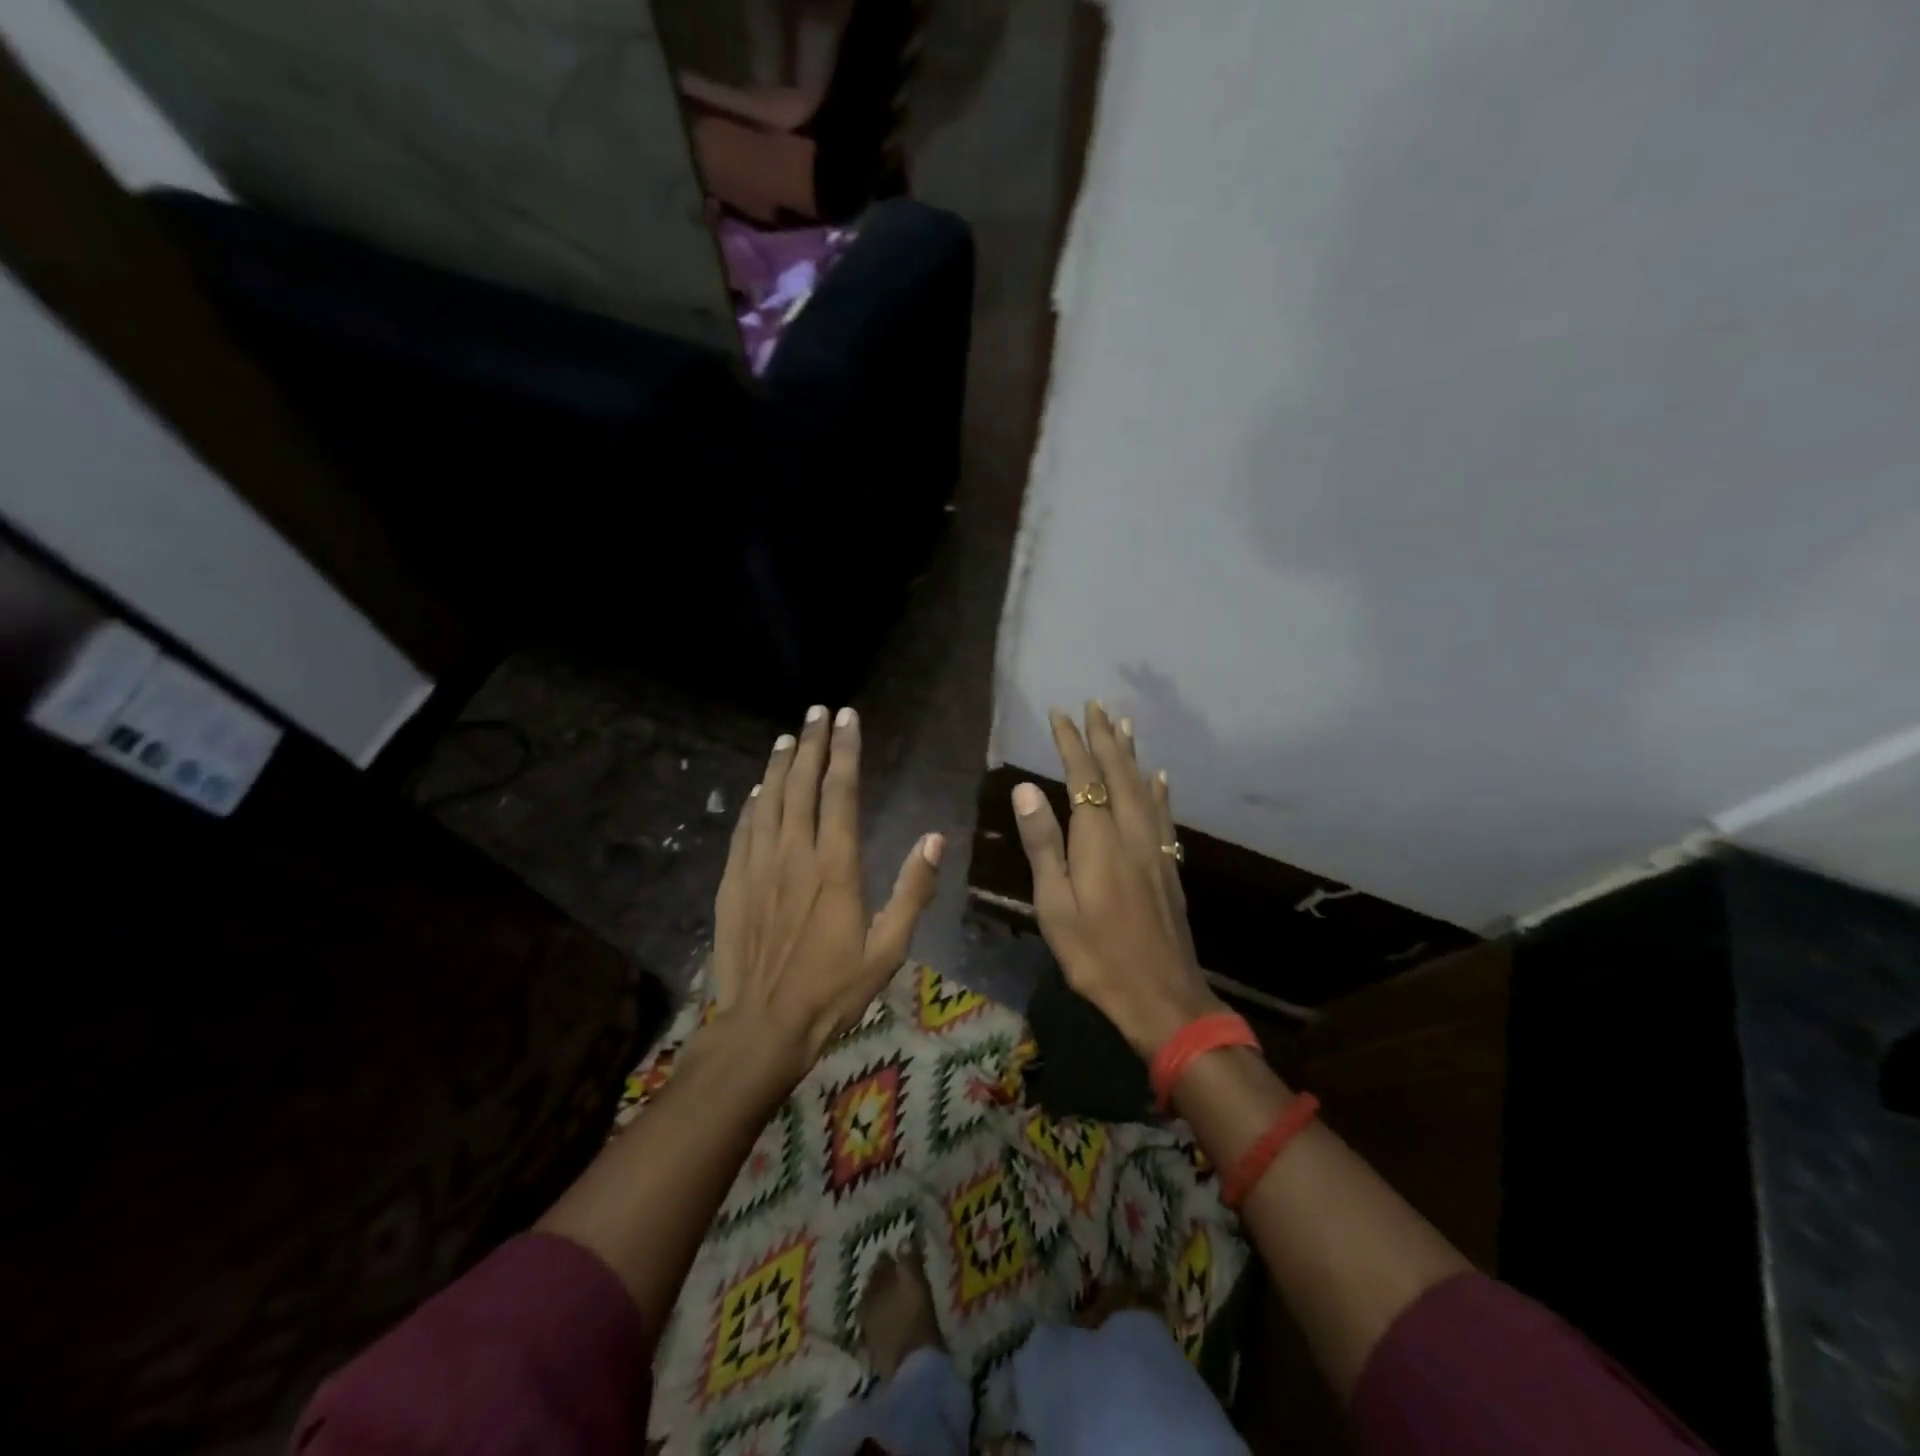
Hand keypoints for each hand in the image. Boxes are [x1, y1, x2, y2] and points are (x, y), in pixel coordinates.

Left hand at [707, 705, 942, 1083]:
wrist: (762, 1027)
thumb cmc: (832, 991)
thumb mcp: (887, 949)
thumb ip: (913, 891)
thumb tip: (935, 839)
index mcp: (836, 867)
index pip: (841, 792)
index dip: (846, 751)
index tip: (847, 717)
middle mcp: (794, 855)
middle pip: (802, 785)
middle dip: (812, 743)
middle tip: (818, 711)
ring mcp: (758, 867)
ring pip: (769, 801)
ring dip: (779, 764)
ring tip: (788, 736)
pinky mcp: (734, 884)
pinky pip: (744, 830)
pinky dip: (753, 803)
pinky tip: (758, 789)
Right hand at [1011, 702, 1220, 1056]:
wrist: (1161, 996)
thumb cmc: (1096, 955)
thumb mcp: (1055, 905)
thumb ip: (1043, 844)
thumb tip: (1026, 789)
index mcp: (1099, 841)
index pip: (1084, 778)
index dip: (1072, 743)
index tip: (1061, 713)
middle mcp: (1131, 834)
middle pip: (1119, 774)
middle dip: (1105, 737)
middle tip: (1096, 704)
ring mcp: (1156, 849)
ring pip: (1144, 788)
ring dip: (1132, 754)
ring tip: (1125, 724)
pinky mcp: (1169, 867)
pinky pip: (1164, 815)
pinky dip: (1159, 790)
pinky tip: (1160, 778)